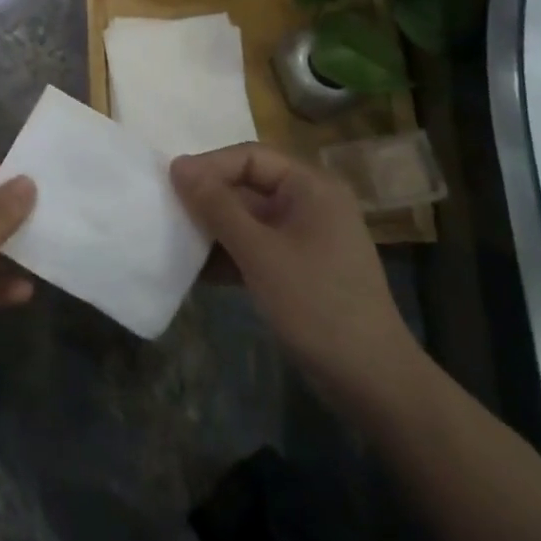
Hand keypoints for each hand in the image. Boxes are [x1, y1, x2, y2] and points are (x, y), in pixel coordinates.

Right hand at [171, 144, 420, 412]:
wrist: (373, 383)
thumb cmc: (317, 305)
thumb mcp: (260, 253)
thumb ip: (217, 206)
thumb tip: (178, 166)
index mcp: (311, 186)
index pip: (251, 157)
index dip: (210, 166)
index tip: (171, 183)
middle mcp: (310, 203)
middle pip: (249, 185)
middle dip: (209, 199)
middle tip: (168, 210)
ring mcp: (307, 237)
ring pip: (250, 218)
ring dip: (215, 229)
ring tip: (175, 239)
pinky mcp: (300, 268)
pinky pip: (257, 246)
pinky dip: (231, 254)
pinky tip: (198, 271)